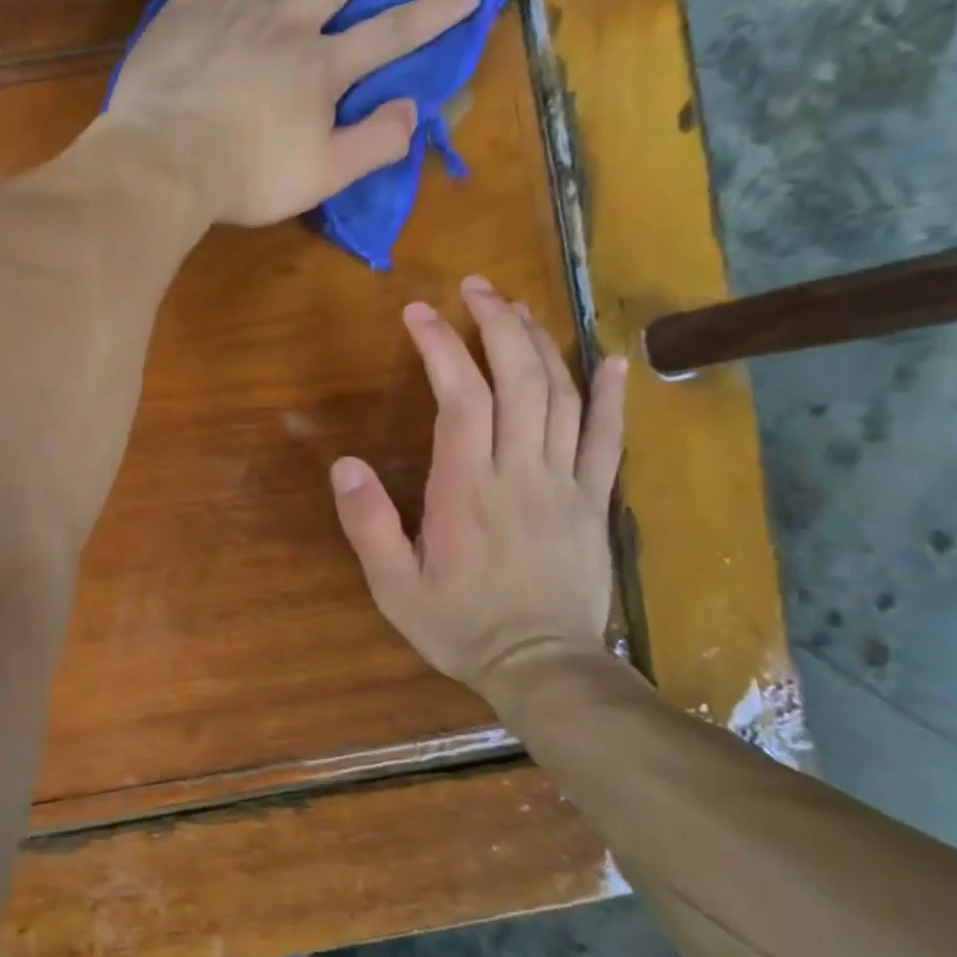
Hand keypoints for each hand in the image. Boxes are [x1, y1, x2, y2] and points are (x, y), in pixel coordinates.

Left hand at [97, 0, 483, 228]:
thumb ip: (374, 145)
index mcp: (322, 69)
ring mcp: (235, 10)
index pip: (390, 35)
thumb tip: (413, 111)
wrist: (165, 166)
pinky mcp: (187, 9)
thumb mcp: (323, 176)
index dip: (434, 12)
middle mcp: (287, 25)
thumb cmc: (246, 178)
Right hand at [330, 276, 627, 705]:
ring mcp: (565, 483)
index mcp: (467, 488)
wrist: (543, 668)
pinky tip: (611, 358)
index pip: (459, 396)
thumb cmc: (460, 625)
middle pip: (517, 379)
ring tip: (516, 307)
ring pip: (561, 396)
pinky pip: (608, 440)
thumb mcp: (393, 585)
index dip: (441, 346)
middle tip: (474, 288)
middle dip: (495, 324)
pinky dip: (611, 396)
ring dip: (539, 343)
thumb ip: (368, 524)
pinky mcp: (594, 501)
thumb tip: (344, 464)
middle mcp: (519, 471)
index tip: (418, 312)